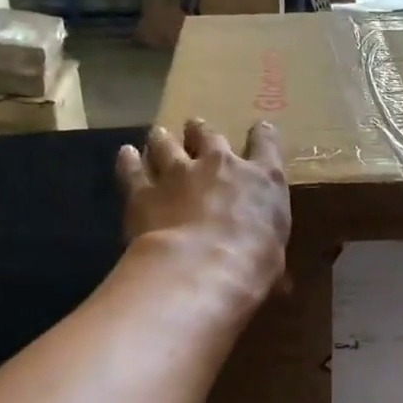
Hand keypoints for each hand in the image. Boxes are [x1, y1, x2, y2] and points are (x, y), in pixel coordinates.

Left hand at [117, 119, 290, 308]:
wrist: (203, 267)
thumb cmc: (254, 265)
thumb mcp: (276, 257)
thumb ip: (267, 249)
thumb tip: (273, 273)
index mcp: (262, 179)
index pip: (266, 143)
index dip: (262, 134)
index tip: (260, 129)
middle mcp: (220, 165)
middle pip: (209, 135)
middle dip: (202, 132)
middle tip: (195, 129)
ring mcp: (179, 174)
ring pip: (167, 144)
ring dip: (164, 139)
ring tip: (159, 134)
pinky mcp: (143, 191)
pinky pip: (132, 169)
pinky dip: (129, 161)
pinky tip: (126, 154)